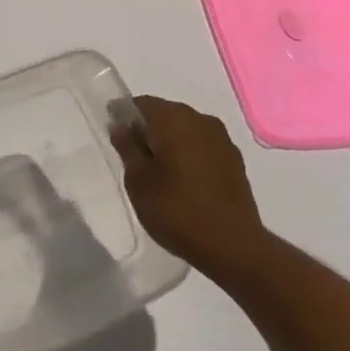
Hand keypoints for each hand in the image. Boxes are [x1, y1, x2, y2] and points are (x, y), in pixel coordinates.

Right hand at [111, 95, 267, 281]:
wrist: (234, 247)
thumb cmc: (178, 212)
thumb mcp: (139, 183)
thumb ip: (128, 148)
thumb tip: (121, 126)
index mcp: (173, 118)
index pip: (141, 104)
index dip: (124, 116)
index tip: (114, 136)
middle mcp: (199, 118)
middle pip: (165, 113)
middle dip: (148, 130)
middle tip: (133, 157)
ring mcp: (221, 138)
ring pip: (186, 129)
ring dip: (170, 142)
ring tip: (158, 172)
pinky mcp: (234, 159)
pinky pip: (203, 145)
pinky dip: (189, 154)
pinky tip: (184, 180)